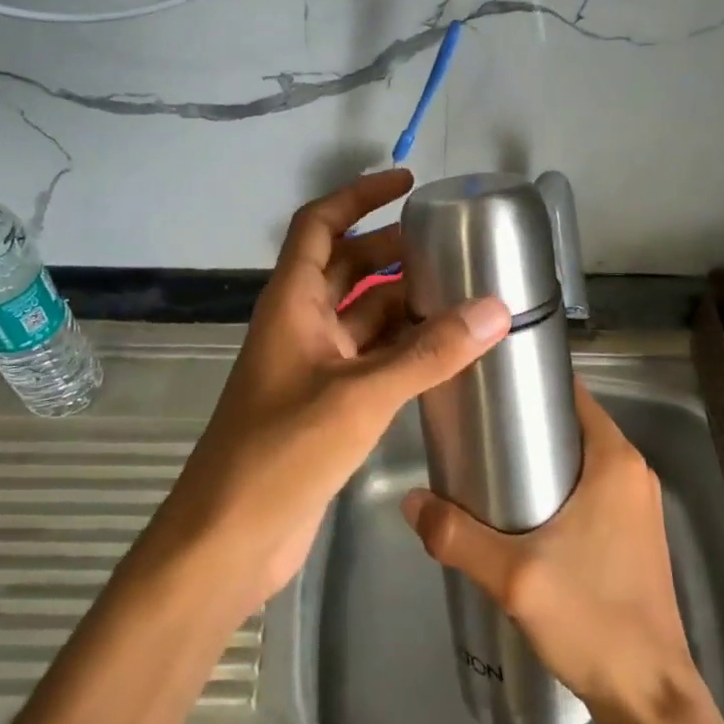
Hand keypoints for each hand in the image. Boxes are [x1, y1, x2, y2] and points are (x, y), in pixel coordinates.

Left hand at [147, 169, 510, 619]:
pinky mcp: (327, 405)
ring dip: (405, 303)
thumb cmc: (280, 453)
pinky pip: (372, 359)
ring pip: (364, 317)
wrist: (228, 540)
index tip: (407, 183)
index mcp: (291, 303)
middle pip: (348, 267)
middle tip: (452, 246)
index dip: (359, 197)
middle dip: (394, 251)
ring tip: (464, 293)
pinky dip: (405, 349)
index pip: (320, 225)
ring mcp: (313, 366)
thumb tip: (496, 310)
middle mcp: (300, 325)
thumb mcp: (359, 396)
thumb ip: (428, 354)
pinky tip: (447, 352)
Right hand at [401, 379, 723, 723]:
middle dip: (524, 423)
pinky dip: (558, 485)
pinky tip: (520, 511)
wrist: (649, 697)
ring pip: (580, 458)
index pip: (570, 393)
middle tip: (473, 432)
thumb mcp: (514, 576)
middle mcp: (632, 471)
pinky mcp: (634, 533)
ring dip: (539, 457)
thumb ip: (456, 536)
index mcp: (615, 460)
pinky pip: (591, 487)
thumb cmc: (591, 620)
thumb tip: (409, 500)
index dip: (528, 383)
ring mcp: (637, 503)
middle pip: (572, 424)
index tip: (484, 388)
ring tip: (486, 469)